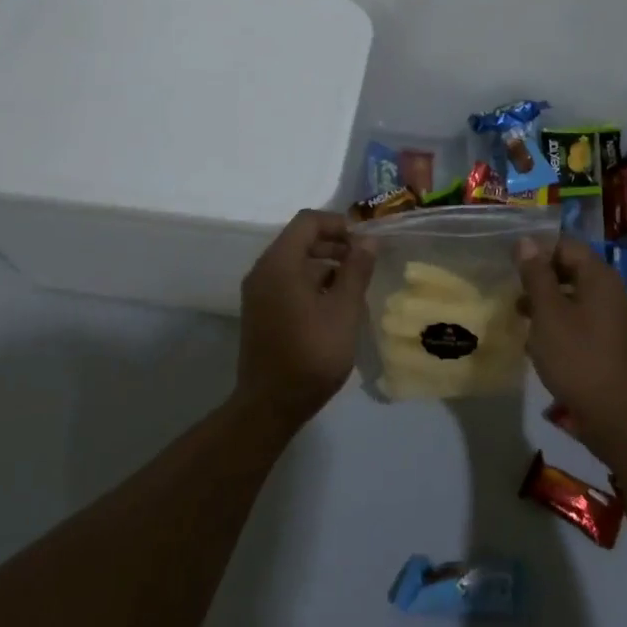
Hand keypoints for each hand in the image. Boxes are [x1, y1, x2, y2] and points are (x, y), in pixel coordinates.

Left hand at [235, 210, 375, 431]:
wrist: (270, 405)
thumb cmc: (311, 355)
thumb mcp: (343, 311)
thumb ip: (356, 271)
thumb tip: (368, 240)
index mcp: (279, 264)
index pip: (308, 222)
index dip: (339, 224)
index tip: (366, 241)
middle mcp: (263, 270)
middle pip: (300, 239)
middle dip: (335, 243)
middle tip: (365, 261)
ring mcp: (258, 292)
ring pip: (295, 262)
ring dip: (325, 264)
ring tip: (356, 283)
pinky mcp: (261, 310)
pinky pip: (287, 281)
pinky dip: (312, 281)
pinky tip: (336, 303)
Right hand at [516, 236, 626, 453]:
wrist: (614, 415)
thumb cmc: (577, 357)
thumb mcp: (548, 313)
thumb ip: (536, 275)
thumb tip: (525, 241)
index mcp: (598, 277)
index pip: (565, 244)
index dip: (537, 250)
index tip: (509, 264)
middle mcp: (608, 291)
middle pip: (569, 269)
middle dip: (538, 277)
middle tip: (510, 289)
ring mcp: (609, 317)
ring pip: (571, 296)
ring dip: (544, 302)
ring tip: (517, 315)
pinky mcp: (605, 341)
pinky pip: (577, 320)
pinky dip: (556, 323)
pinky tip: (535, 341)